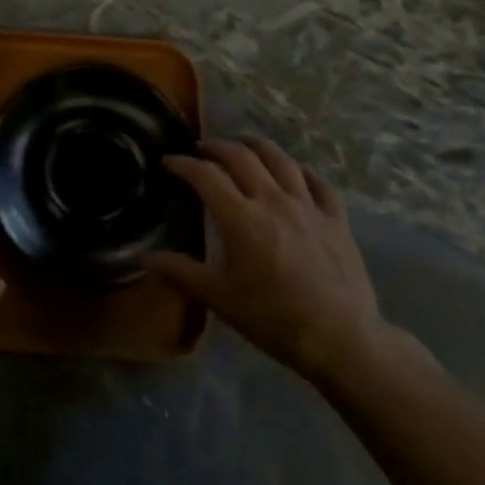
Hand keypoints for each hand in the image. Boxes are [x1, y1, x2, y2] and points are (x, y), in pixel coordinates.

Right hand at [144, 137, 389, 386]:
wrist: (342, 340)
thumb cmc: (273, 318)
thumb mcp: (218, 298)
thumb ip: (179, 272)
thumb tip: (142, 257)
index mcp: (241, 217)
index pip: (205, 175)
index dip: (183, 164)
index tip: (168, 161)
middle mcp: (273, 200)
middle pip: (241, 156)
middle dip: (216, 146)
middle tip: (202, 149)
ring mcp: (308, 206)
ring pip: (280, 159)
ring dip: (256, 146)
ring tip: (243, 144)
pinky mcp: (336, 219)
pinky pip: (318, 183)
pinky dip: (301, 171)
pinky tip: (294, 172)